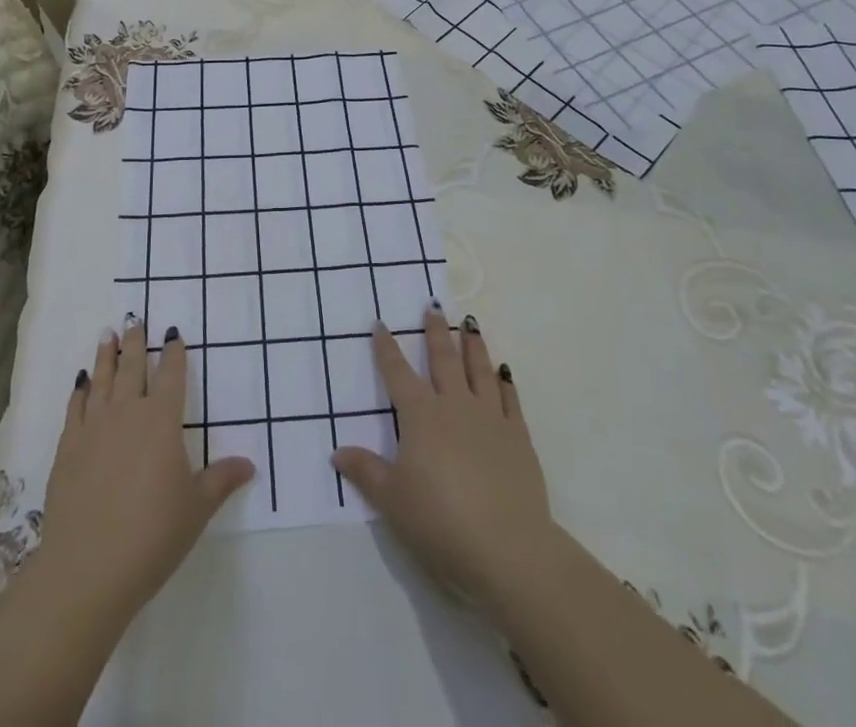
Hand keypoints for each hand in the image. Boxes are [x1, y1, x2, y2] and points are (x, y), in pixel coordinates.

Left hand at [35, 315, 255, 618]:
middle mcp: (128, 413)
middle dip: (135, 343)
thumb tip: (250, 464)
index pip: (171, 375)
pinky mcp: (68, 448)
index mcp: (162, 421)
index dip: (174, 352)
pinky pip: (76, 408)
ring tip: (108, 334)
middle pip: (133, 368)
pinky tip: (81, 382)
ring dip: (106, 356)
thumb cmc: (152, 536)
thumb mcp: (196, 509)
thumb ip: (220, 480)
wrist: (87, 568)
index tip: (173, 333)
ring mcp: (94, 428)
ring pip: (102, 380)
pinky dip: (80, 390)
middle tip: (135, 319)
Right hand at [332, 306, 554, 603]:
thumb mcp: (393, 501)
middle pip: (443, 360)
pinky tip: (503, 370)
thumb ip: (366, 472)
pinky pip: (509, 398)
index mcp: (421, 417)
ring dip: (473, 344)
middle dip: (435, 332)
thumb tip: (337, 452)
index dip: (386, 349)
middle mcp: (455, 406)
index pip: (398, 374)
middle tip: (433, 307)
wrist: (508, 549)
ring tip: (470, 323)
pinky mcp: (518, 437)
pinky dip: (504, 380)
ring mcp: (490, 418)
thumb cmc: (440, 523)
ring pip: (479, 369)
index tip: (380, 324)